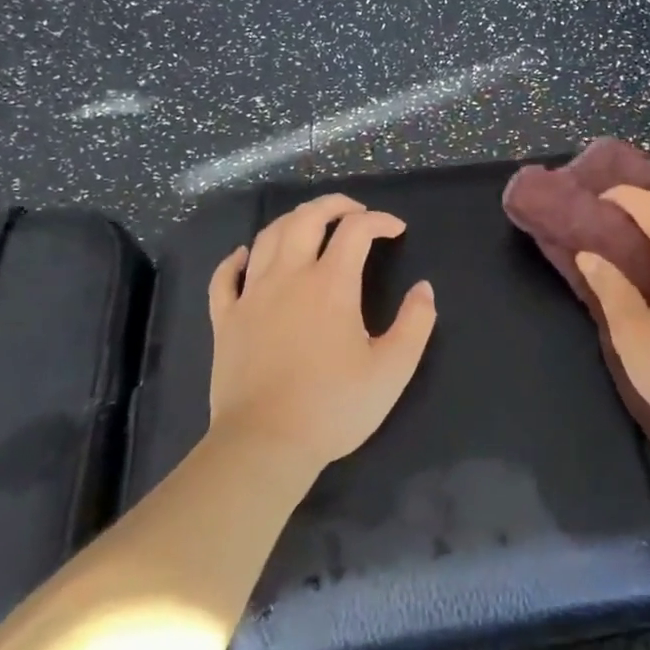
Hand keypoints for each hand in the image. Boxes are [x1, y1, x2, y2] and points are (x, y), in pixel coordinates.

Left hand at [207, 194, 436, 471]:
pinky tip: (247, 256)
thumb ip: (416, 323)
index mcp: (331, 285)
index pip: (356, 231)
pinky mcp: (225, 320)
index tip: (396, 230)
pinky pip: (225, 277)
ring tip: (310, 224)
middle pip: (306, 219)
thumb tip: (423, 289)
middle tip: (355, 211)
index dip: (380, 221)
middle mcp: (289, 278)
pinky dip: (237, 259)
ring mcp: (251, 297)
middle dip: (334, 205)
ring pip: (267, 237)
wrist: (266, 444)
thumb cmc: (335, 407)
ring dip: (292, 221)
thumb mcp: (393, 369)